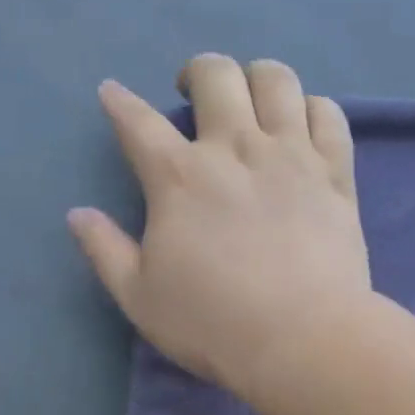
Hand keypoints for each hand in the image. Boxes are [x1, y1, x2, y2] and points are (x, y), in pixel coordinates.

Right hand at [69, 54, 371, 407]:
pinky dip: (313, 108)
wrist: (302, 341)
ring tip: (251, 99)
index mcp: (179, 178)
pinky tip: (304, 124)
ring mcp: (292, 156)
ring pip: (277, 80)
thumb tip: (78, 213)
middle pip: (215, 76)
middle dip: (197, 73)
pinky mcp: (336, 174)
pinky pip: (329, 116)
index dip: (120, 103)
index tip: (112, 94)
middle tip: (194, 96)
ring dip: (256, 78)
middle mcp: (235, 149)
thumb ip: (106, 251)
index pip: (138, 122)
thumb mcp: (140, 298)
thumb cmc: (213, 325)